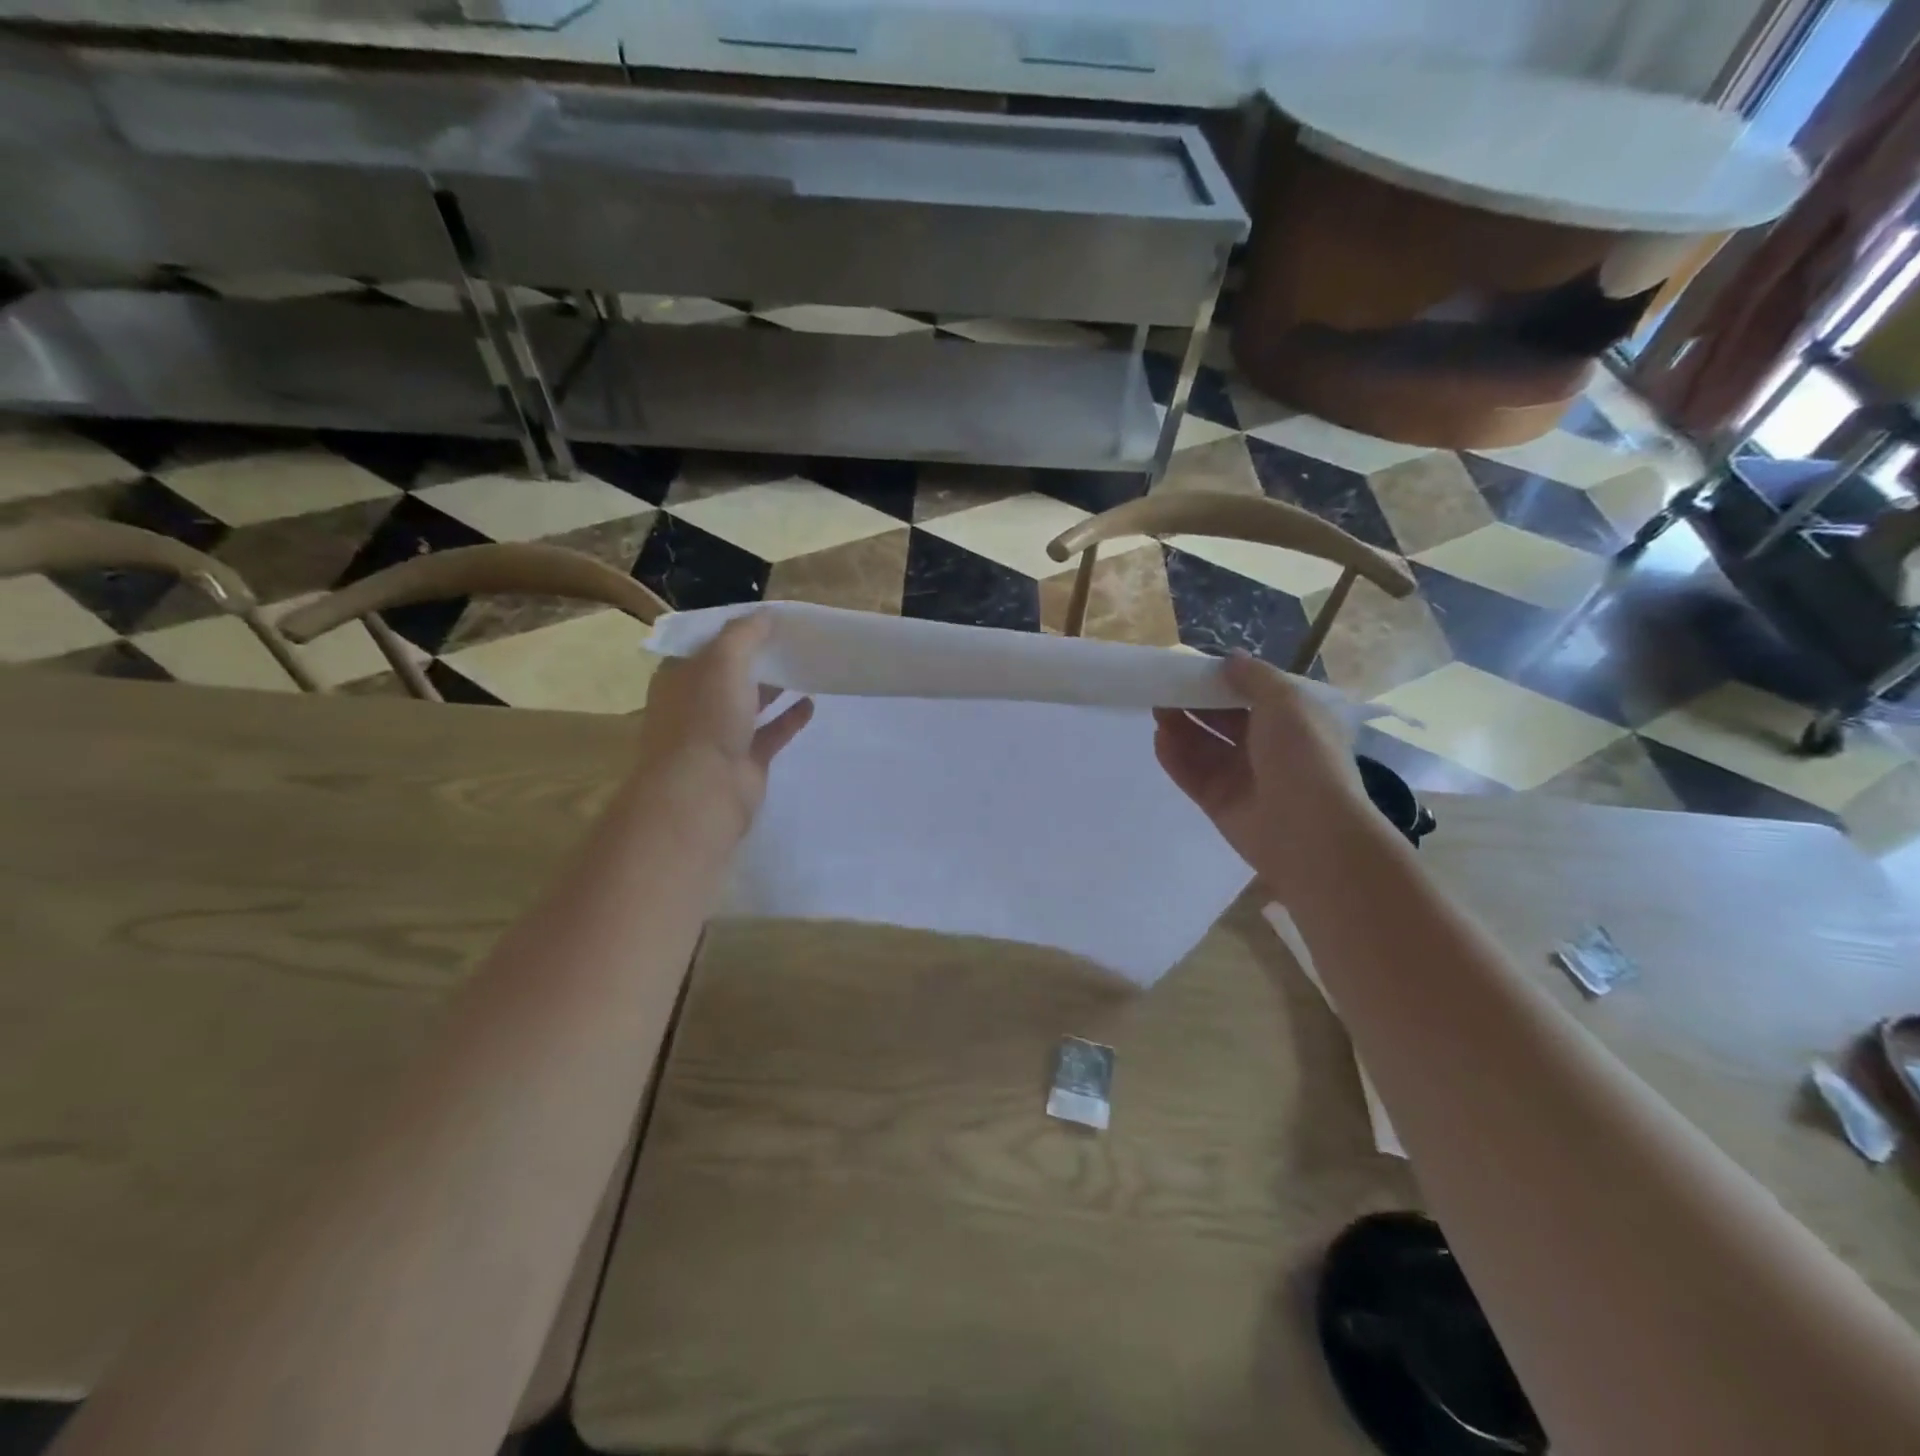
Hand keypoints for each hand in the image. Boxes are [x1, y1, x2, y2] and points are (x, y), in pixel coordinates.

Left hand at [634, 613, 813, 839]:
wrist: (704, 790)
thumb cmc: (705, 718)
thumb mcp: (722, 660)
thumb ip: (744, 634)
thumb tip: (765, 614)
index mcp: (679, 677)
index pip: (705, 645)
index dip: (734, 630)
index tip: (766, 618)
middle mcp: (696, 703)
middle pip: (730, 673)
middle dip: (759, 657)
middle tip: (793, 639)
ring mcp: (720, 734)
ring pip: (751, 703)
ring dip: (775, 686)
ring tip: (806, 666)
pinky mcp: (746, 760)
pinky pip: (771, 732)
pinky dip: (790, 717)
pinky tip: (812, 702)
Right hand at [1153, 653, 1376, 891]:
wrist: (1308, 830)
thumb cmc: (1303, 756)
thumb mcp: (1287, 701)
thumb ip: (1254, 677)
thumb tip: (1230, 659)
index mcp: (1292, 721)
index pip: (1251, 695)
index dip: (1222, 680)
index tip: (1192, 667)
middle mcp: (1267, 747)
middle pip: (1222, 720)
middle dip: (1194, 702)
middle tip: (1164, 687)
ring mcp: (1242, 777)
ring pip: (1204, 746)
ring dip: (1180, 726)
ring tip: (1156, 709)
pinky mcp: (1219, 802)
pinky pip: (1192, 774)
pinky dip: (1175, 757)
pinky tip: (1158, 738)